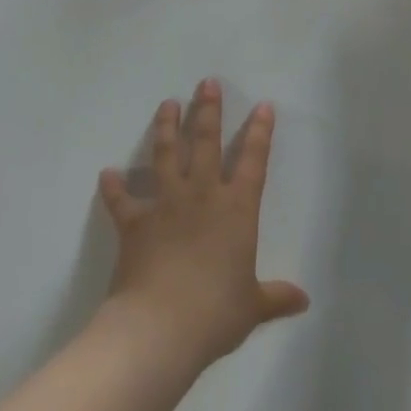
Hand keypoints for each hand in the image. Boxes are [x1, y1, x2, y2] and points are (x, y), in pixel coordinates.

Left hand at [98, 80, 309, 367]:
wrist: (160, 327)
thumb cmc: (215, 312)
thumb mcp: (252, 307)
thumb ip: (276, 297)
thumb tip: (304, 300)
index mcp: (237, 210)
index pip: (253, 161)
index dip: (260, 132)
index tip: (263, 106)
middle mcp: (202, 195)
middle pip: (207, 142)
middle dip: (208, 110)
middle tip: (206, 83)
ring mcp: (166, 204)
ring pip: (167, 154)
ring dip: (167, 127)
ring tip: (167, 103)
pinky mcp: (134, 222)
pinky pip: (121, 200)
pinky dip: (113, 187)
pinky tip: (106, 173)